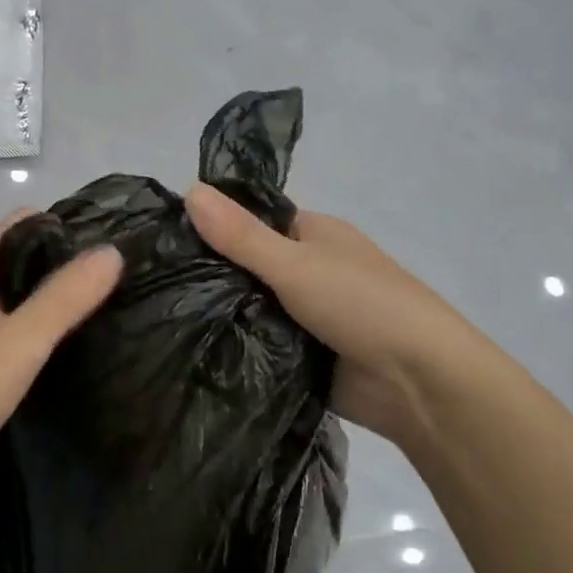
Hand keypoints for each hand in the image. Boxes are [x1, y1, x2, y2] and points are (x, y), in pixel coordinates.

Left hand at [0, 210, 122, 502]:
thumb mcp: (21, 340)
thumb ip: (65, 297)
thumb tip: (112, 250)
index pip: (22, 225)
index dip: (64, 222)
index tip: (112, 234)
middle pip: (22, 261)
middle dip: (67, 262)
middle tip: (122, 275)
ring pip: (18, 299)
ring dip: (56, 298)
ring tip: (108, 307)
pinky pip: (13, 333)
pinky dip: (41, 332)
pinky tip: (68, 349)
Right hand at [185, 183, 456, 447]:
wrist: (419, 382)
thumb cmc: (362, 304)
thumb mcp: (295, 263)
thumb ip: (241, 235)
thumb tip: (190, 189)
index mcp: (314, 235)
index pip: (253, 222)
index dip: (214, 227)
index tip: (164, 240)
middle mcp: (310, 270)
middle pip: (249, 268)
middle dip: (212, 277)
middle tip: (152, 285)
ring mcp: (308, 316)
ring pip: (253, 308)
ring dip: (224, 315)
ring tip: (160, 318)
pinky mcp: (304, 357)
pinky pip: (262, 345)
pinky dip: (239, 347)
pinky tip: (193, 350)